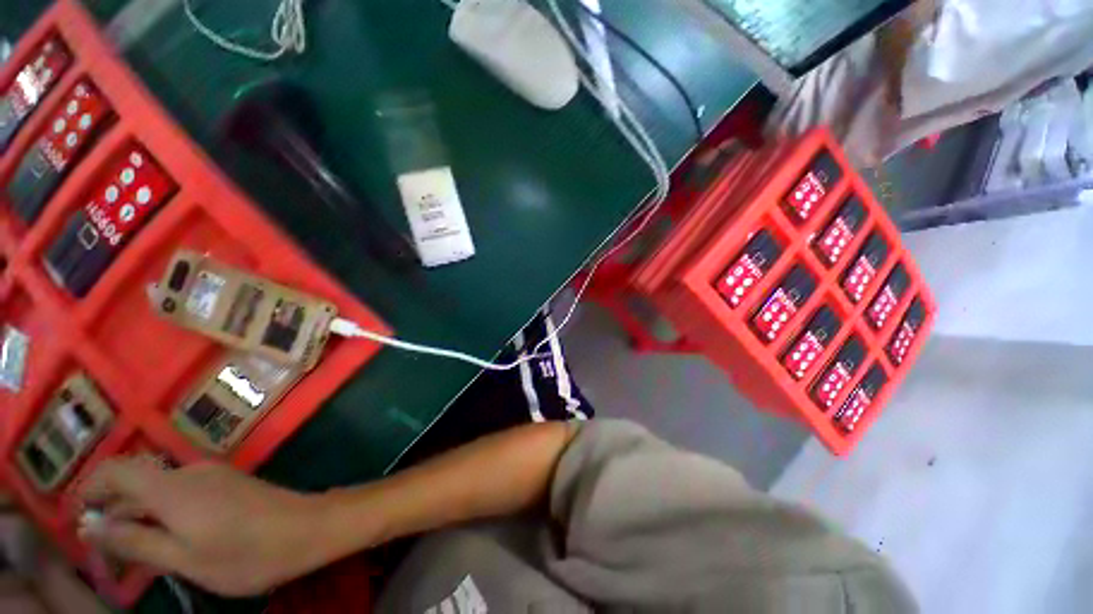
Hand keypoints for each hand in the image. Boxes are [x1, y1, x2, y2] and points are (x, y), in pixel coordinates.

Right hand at [78, 457, 330, 595]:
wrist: (310, 527)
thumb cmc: (247, 553)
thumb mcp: (183, 559)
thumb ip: (135, 541)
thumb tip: (89, 527)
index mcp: (172, 487)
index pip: (116, 470)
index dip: (90, 490)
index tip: (79, 524)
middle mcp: (190, 472)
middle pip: (135, 482)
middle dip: (112, 514)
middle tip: (106, 556)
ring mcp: (212, 475)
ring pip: (158, 490)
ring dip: (137, 517)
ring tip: (131, 556)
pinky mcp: (228, 483)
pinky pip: (181, 493)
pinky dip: (162, 514)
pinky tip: (165, 541)